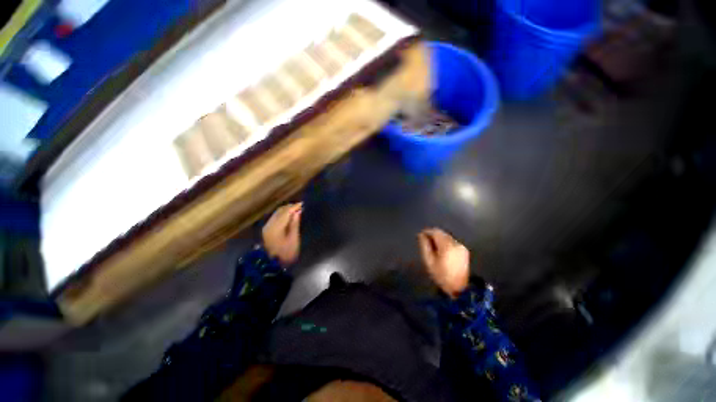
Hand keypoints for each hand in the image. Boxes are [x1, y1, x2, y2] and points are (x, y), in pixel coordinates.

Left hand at [262, 203, 302, 265]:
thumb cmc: (286, 253)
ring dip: (286, 210)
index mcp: (276, 227)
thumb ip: (295, 224)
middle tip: (301, 206)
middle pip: (280, 211)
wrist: (272, 265)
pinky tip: (289, 216)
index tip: (303, 204)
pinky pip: (275, 217)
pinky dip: (283, 214)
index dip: (294, 207)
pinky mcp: (267, 230)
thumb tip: (297, 212)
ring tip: (296, 210)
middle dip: (290, 207)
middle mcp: (269, 224)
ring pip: (277, 213)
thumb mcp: (294, 238)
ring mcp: (267, 227)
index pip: (286, 212)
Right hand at [418, 228, 469, 297]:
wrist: (460, 288)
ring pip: (447, 237)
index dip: (427, 232)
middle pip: (442, 233)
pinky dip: (445, 243)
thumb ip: (425, 246)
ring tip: (433, 247)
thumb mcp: (429, 261)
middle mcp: (455, 243)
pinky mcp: (464, 250)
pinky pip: (452, 242)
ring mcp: (461, 247)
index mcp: (447, 246)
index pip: (435, 232)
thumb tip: (421, 235)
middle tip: (426, 242)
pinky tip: (442, 251)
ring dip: (439, 239)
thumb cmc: (441, 275)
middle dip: (433, 235)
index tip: (421, 235)